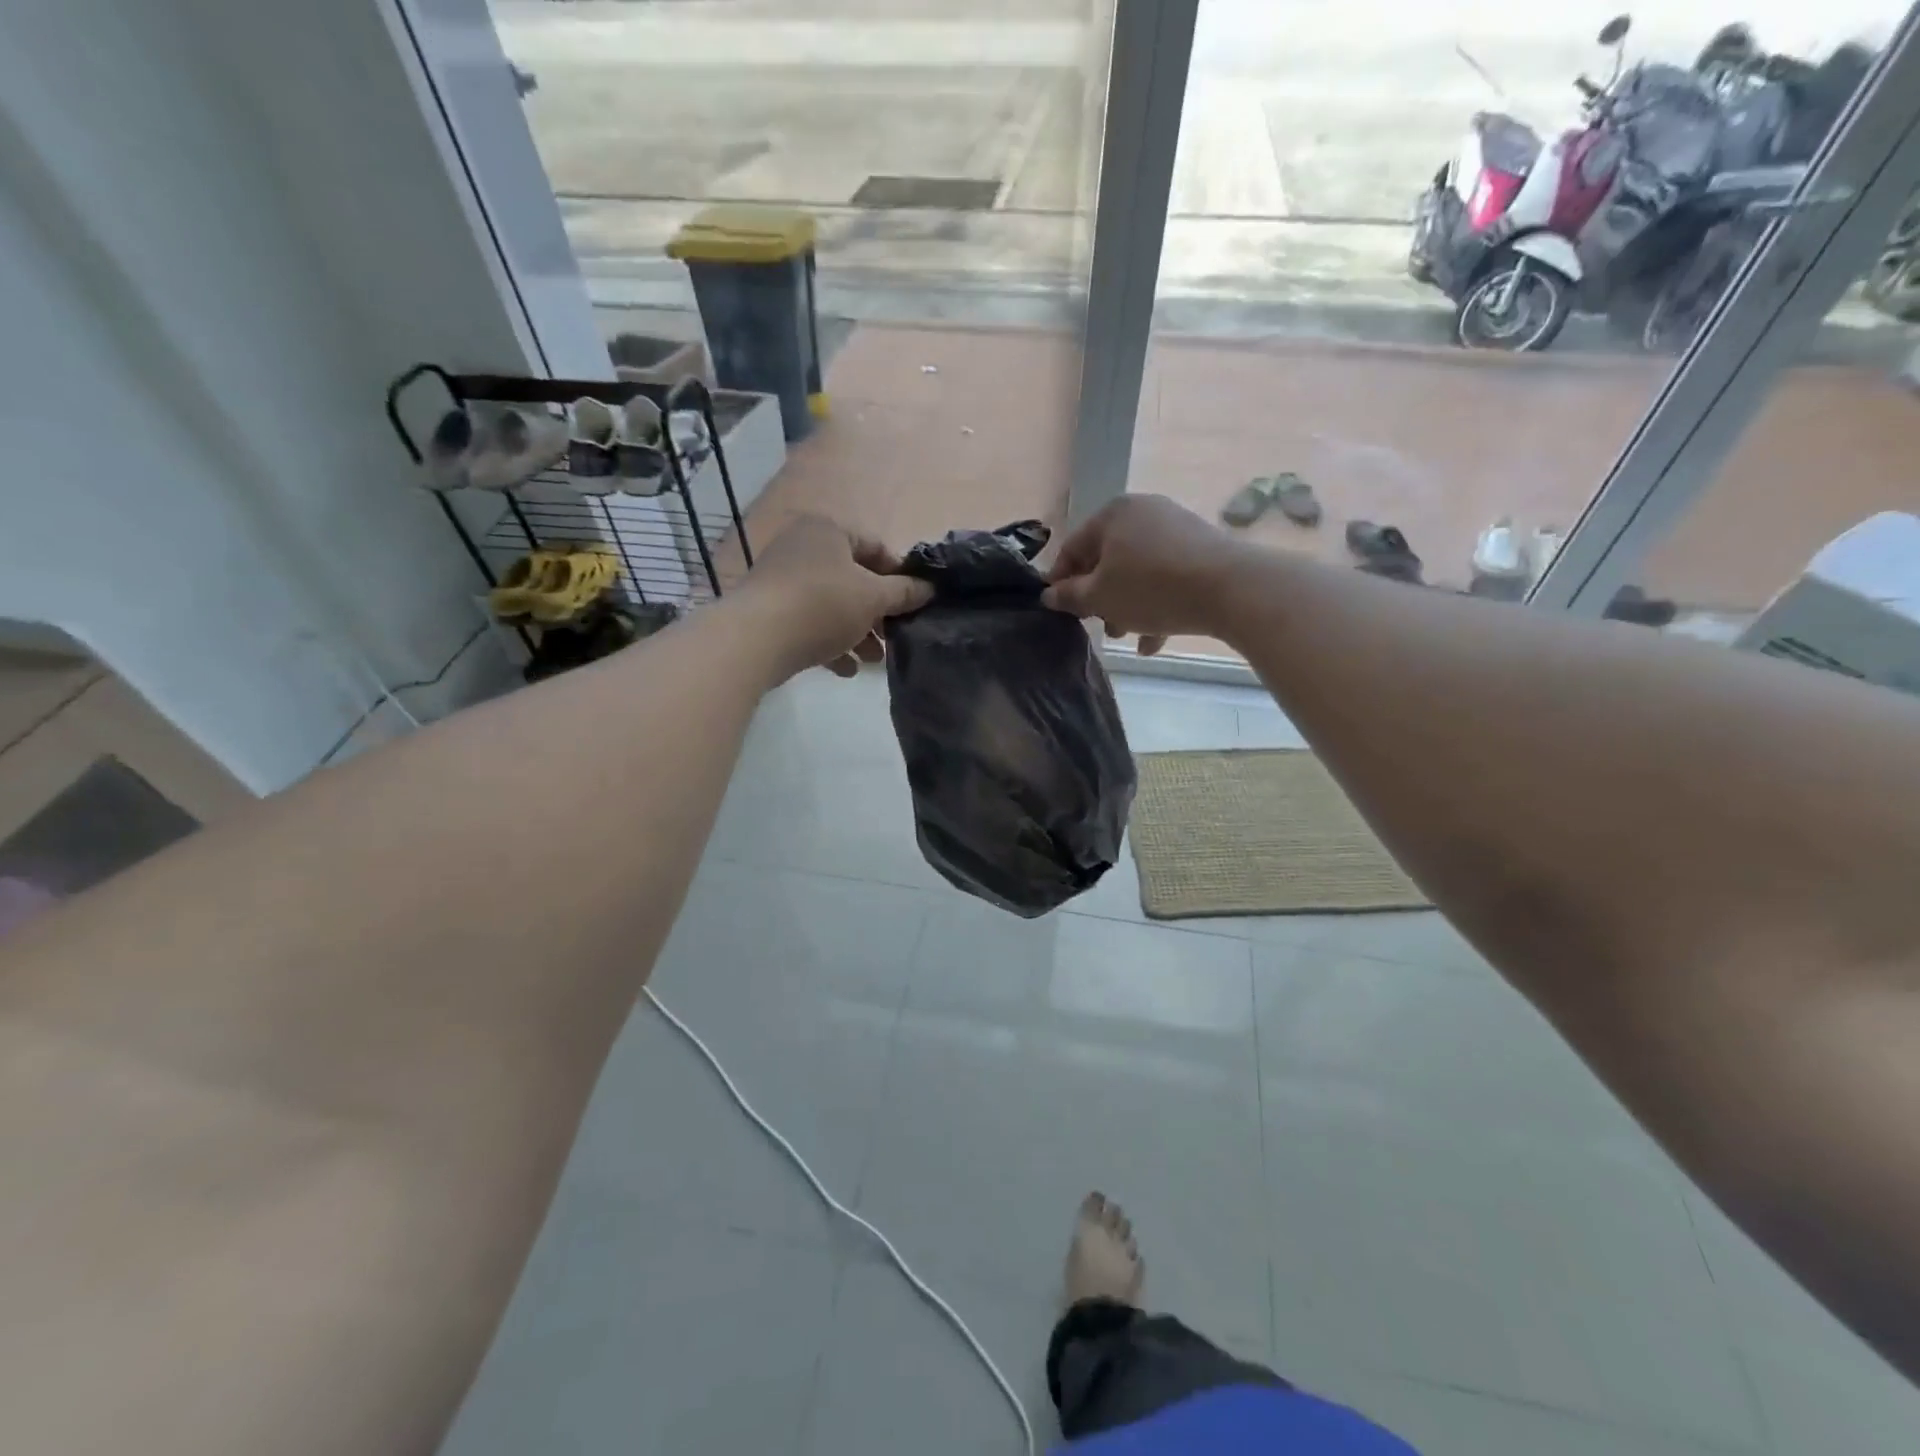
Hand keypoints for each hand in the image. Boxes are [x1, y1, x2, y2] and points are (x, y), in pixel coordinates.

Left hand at [737, 516, 932, 679]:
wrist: (756, 639)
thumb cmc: (823, 605)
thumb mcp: (873, 598)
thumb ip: (904, 593)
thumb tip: (928, 589)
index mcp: (828, 531)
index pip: (875, 547)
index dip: (899, 576)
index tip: (913, 604)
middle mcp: (802, 547)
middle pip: (853, 580)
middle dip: (877, 613)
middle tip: (894, 638)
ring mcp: (782, 579)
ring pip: (832, 605)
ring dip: (857, 632)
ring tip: (874, 661)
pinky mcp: (770, 611)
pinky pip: (809, 623)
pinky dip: (830, 643)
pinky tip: (846, 669)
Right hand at [1043, 495, 1238, 655]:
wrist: (1230, 588)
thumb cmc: (1150, 588)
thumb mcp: (1100, 597)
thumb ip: (1069, 596)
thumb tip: (1049, 594)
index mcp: (1112, 514)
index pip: (1072, 548)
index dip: (1061, 582)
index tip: (1059, 611)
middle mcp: (1143, 512)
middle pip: (1107, 560)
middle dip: (1101, 599)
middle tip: (1101, 628)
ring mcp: (1175, 528)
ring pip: (1138, 572)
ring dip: (1127, 606)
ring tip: (1129, 638)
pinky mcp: (1201, 548)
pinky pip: (1167, 577)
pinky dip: (1156, 604)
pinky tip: (1155, 641)